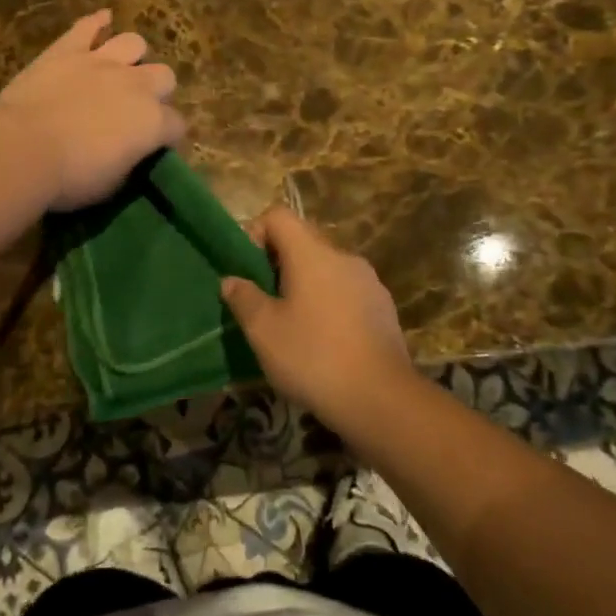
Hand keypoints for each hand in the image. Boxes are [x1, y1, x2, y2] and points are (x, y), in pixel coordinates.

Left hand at [0, 11, 184, 210]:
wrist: (22, 148)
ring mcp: (102, 61)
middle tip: (138, 107)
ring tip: (121, 69)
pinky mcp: (68, 49)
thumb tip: (129, 153)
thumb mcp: (111, 184)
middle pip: (164, 76)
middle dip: (157, 91)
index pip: (176, 125)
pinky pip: (88, 25)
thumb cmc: (69, 178)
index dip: (168, 136)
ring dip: (132, 56)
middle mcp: (136, 84)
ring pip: (134, 43)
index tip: (155, 146)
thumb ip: (129, 161)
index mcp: (152, 122)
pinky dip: (96, 22)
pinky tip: (102, 20)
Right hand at [222, 207, 413, 430]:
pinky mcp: (384, 307)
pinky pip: (347, 291)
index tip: (247, 269)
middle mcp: (343, 256)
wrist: (382, 399)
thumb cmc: (313, 357)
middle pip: (304, 240)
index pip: (278, 216)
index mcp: (311, 253)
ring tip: (293, 324)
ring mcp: (368, 281)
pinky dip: (330, 303)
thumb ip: (243, 298)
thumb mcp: (263, 331)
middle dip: (278, 262)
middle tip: (264, 300)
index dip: (255, 232)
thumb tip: (231, 280)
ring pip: (326, 268)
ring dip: (305, 284)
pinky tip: (324, 341)